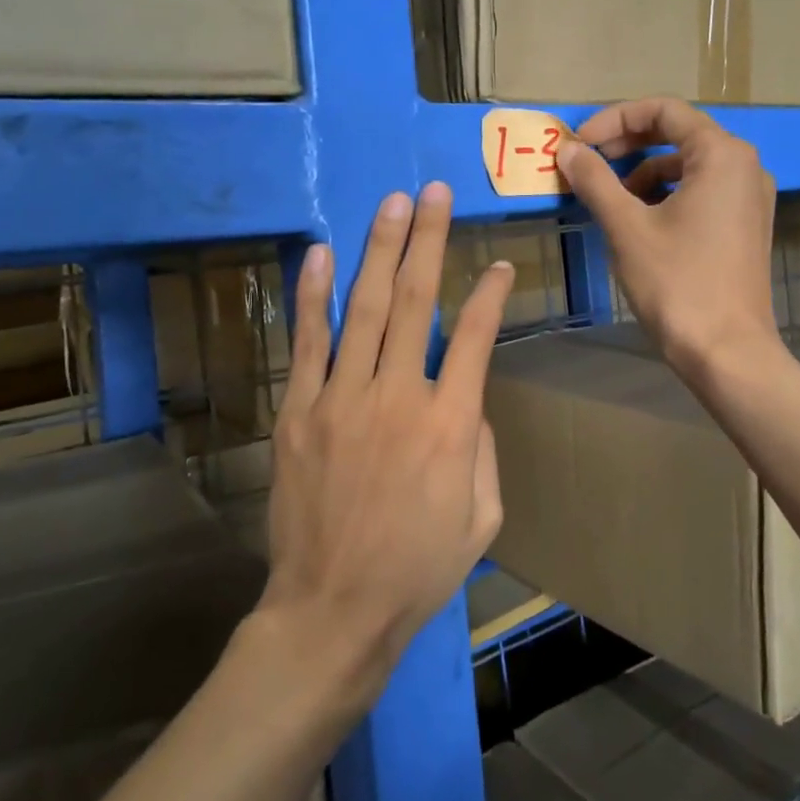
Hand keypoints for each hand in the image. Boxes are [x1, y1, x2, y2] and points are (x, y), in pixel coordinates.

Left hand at [262, 183, 513, 697]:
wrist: (333, 608)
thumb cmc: (418, 569)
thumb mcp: (482, 517)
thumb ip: (482, 447)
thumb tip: (467, 397)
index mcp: (450, 424)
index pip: (474, 337)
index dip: (490, 294)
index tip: (499, 263)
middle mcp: (398, 396)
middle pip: (416, 301)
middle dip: (428, 239)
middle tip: (434, 192)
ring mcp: (342, 399)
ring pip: (365, 308)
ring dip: (380, 250)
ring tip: (392, 204)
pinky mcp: (300, 411)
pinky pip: (309, 342)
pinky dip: (313, 295)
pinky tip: (320, 254)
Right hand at [558, 97, 778, 376]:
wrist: (726, 351)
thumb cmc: (677, 282)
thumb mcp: (627, 227)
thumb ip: (595, 180)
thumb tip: (567, 150)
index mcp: (722, 155)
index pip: (664, 111)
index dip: (615, 119)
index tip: (579, 144)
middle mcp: (744, 167)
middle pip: (678, 133)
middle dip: (627, 143)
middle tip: (587, 163)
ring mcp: (749, 198)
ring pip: (687, 166)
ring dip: (642, 172)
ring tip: (606, 198)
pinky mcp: (744, 226)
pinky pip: (700, 192)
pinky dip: (664, 195)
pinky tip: (636, 221)